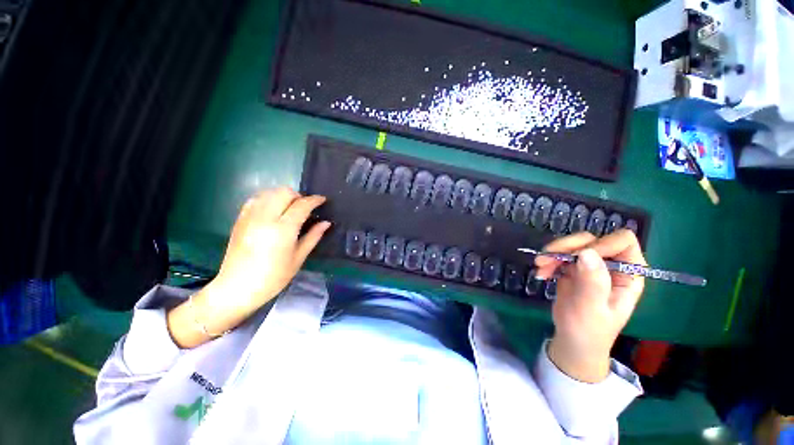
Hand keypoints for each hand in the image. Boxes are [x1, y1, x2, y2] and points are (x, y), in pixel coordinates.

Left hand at [211, 187, 330, 311]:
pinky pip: (255, 199)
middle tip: (305, 208)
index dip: (314, 200)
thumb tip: (326, 223)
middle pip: (284, 192)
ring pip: (269, 192)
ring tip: (290, 209)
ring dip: (283, 196)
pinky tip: (273, 210)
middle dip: (299, 196)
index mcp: (283, 230)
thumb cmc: (273, 277)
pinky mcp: (240, 219)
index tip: (322, 200)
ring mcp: (250, 217)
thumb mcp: (298, 258)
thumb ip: (313, 237)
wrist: (236, 288)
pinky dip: (268, 199)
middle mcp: (265, 218)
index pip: (302, 205)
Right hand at [534, 230, 645, 382]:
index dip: (601, 244)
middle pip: (591, 239)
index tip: (578, 257)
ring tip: (539, 266)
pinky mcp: (573, 269)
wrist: (573, 340)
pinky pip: (560, 254)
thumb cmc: (589, 330)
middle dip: (567, 247)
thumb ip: (593, 282)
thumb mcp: (592, 309)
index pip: (622, 241)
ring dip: (553, 253)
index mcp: (628, 274)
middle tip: (546, 258)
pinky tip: (541, 273)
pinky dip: (548, 260)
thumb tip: (586, 252)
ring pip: (573, 244)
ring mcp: (591, 266)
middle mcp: (611, 265)